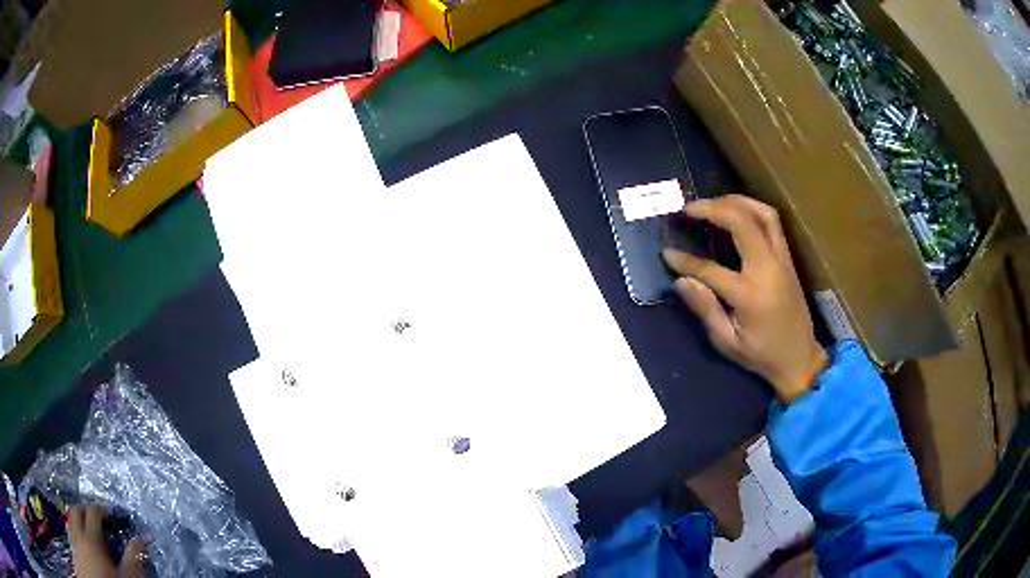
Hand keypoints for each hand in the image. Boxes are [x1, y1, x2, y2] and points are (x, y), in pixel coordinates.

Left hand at [67, 505, 146, 577]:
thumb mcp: (129, 576)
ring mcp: (73, 544)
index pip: (93, 511)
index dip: (103, 509)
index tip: (113, 514)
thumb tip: (144, 538)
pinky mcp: (73, 554)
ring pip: (70, 522)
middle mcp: (77, 535)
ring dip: (77, 522)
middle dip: (86, 510)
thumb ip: (134, 556)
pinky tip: (83, 547)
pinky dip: (75, 536)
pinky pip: (70, 537)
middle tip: (98, 517)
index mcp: (90, 537)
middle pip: (76, 510)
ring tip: (88, 531)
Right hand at [662, 195, 826, 402]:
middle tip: (689, 209)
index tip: (666, 253)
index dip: (685, 261)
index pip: (710, 269)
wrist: (800, 358)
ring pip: (762, 213)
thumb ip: (705, 309)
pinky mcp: (788, 258)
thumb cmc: (761, 355)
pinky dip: (752, 209)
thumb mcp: (727, 342)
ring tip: (713, 203)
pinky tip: (737, 211)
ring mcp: (781, 260)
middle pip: (741, 222)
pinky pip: (772, 222)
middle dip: (712, 209)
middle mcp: (767, 269)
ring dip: (735, 201)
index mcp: (750, 295)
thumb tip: (680, 281)